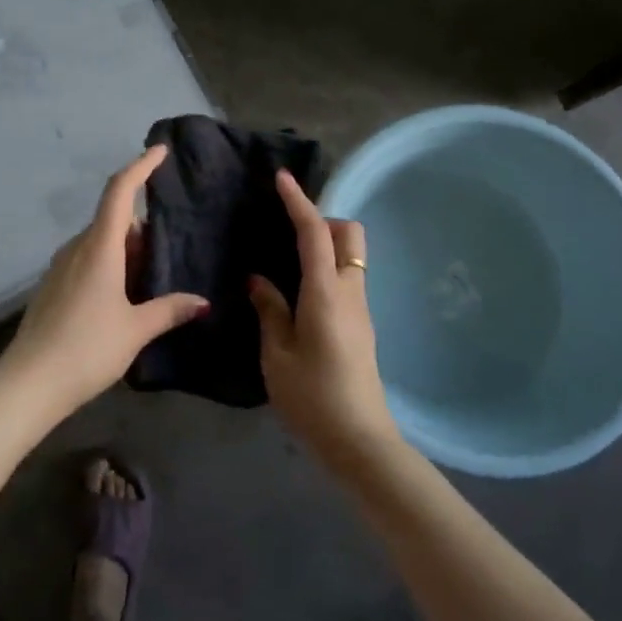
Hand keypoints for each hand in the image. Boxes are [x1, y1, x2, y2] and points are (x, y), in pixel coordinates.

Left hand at [0, 145, 208, 416]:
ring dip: (126, 251)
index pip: (120, 192)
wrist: (28, 382)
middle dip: (142, 229)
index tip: (159, 151)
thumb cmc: (87, 348)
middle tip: (170, 252)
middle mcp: (77, 248)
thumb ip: (169, 310)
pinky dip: (109, 266)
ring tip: (151, 279)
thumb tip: (201, 302)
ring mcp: (60, 267)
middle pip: (113, 220)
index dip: (140, 167)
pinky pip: (87, 261)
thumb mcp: (135, 330)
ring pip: (100, 242)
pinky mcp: (52, 286)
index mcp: (99, 247)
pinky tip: (122, 298)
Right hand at [250, 170, 400, 471]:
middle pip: (349, 235)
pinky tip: (299, 293)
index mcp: (326, 293)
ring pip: (352, 257)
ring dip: (326, 246)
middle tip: (287, 235)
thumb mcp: (277, 355)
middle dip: (323, 221)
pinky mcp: (362, 325)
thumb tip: (259, 279)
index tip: (282, 179)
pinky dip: (327, 269)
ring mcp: (361, 309)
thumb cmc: (312, 398)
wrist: (360, 441)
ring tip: (287, 262)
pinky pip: (347, 279)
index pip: (314, 233)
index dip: (299, 202)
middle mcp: (350, 292)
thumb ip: (269, 310)